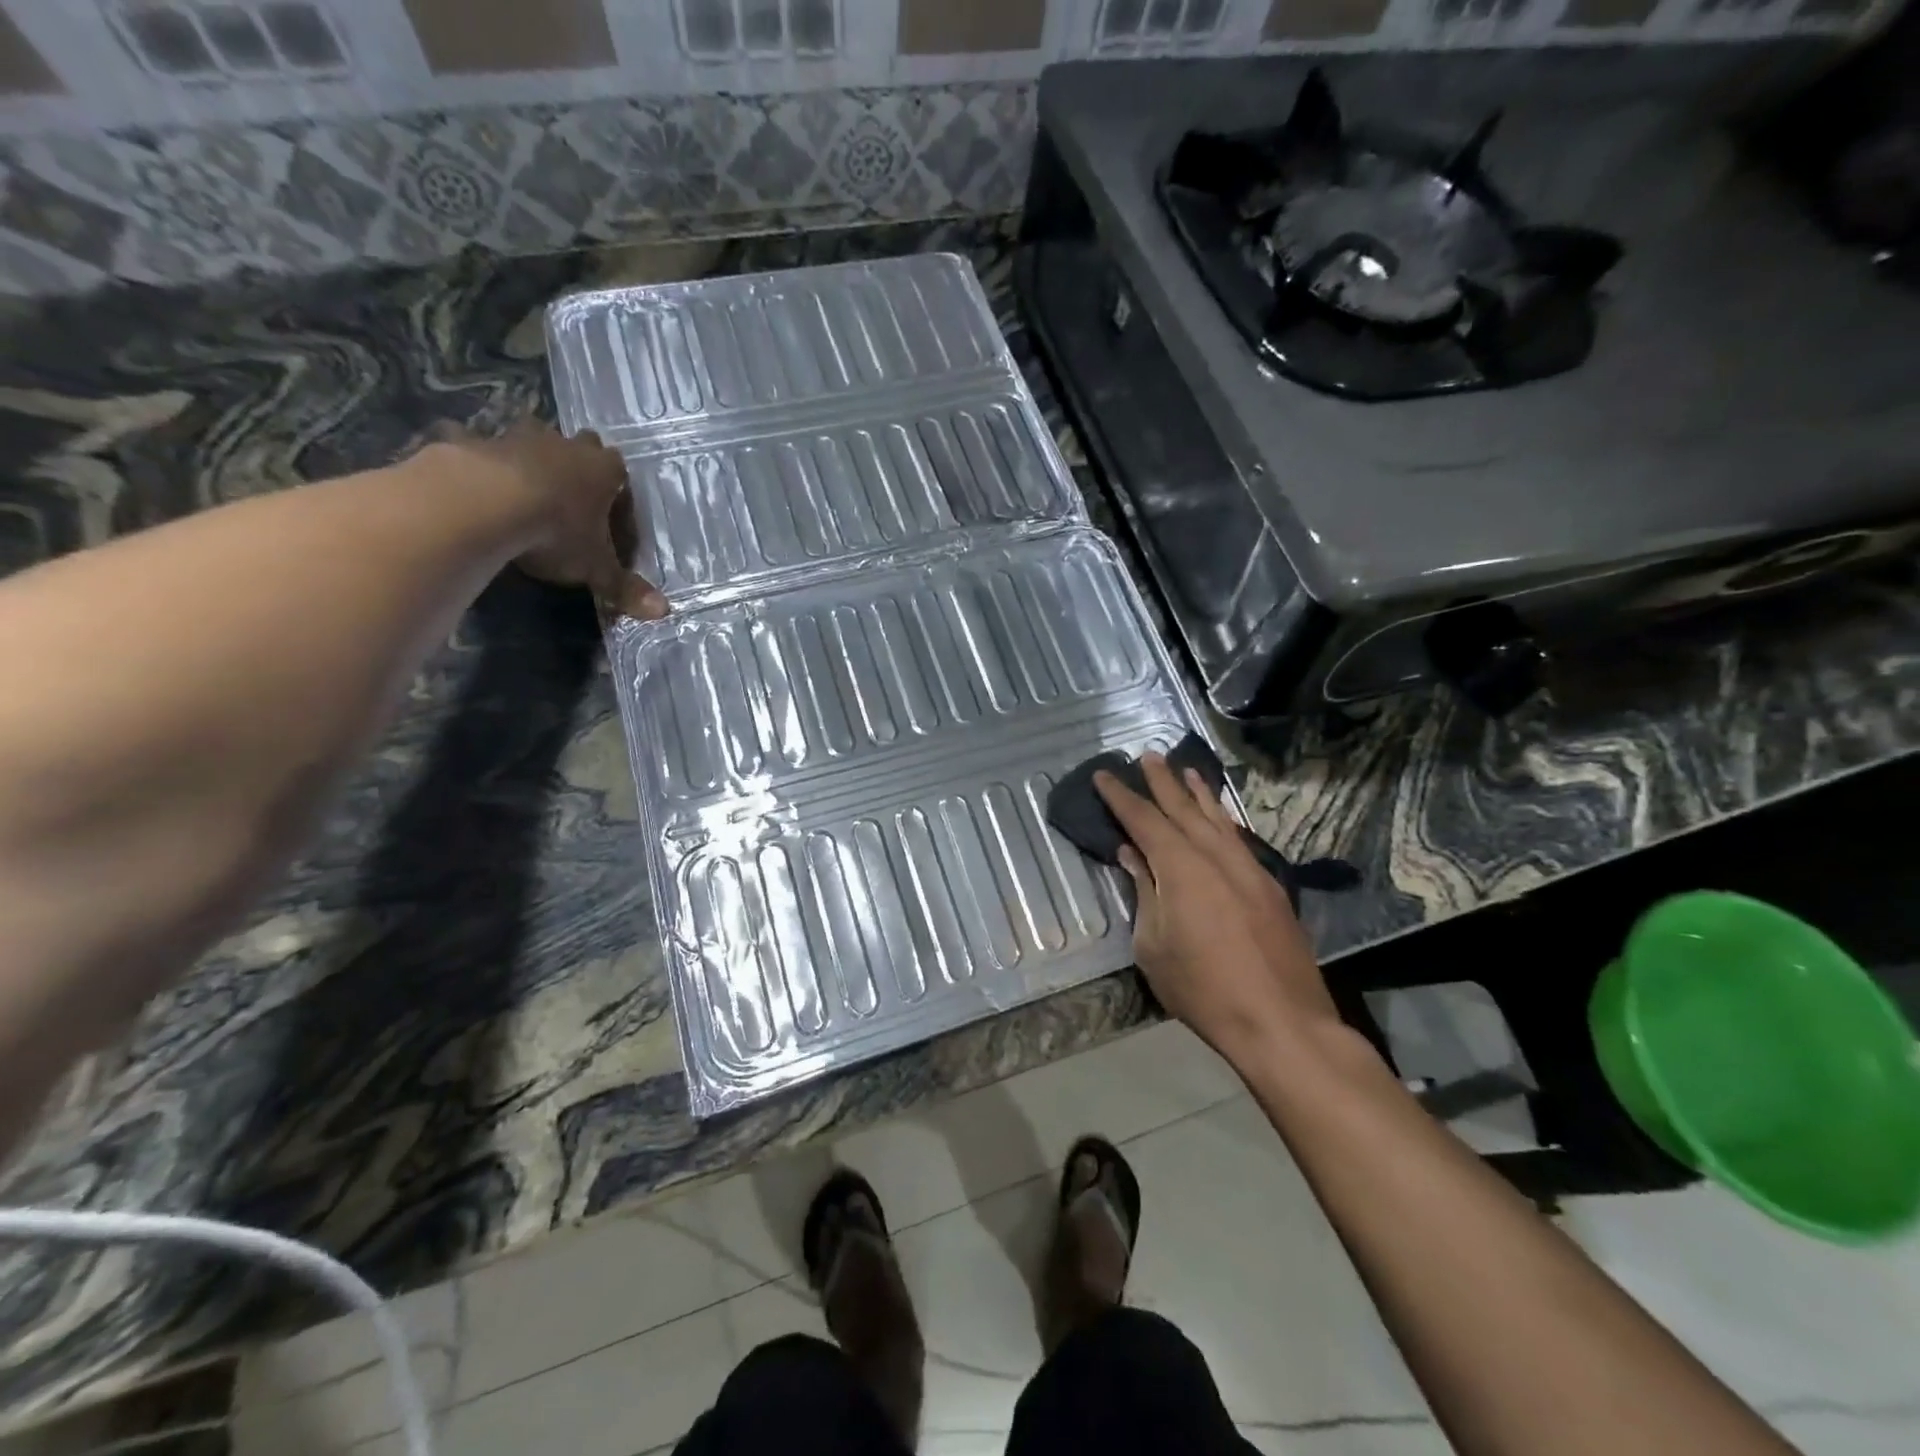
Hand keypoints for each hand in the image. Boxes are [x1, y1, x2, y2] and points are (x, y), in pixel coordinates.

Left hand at [433, 420, 667, 620]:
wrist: (485, 502)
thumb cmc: (557, 532)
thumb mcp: (596, 568)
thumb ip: (626, 588)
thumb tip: (664, 611)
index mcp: (602, 470)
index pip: (619, 468)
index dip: (616, 485)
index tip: (611, 506)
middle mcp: (565, 446)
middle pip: (580, 443)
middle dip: (578, 460)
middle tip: (572, 490)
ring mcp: (517, 438)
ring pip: (531, 435)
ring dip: (531, 453)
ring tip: (525, 483)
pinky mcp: (474, 441)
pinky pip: (476, 442)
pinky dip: (477, 455)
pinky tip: (471, 476)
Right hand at [1095, 754, 1337, 1064]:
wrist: (1281, 1021)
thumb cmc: (1203, 989)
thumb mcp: (1154, 946)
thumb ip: (1144, 893)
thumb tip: (1133, 856)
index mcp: (1180, 867)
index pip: (1144, 820)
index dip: (1121, 797)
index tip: (1105, 774)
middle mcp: (1215, 856)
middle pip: (1183, 808)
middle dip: (1162, 782)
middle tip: (1147, 755)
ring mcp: (1248, 869)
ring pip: (1217, 819)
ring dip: (1198, 793)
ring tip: (1185, 769)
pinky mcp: (1269, 887)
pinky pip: (1238, 838)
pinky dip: (1223, 819)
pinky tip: (1219, 817)